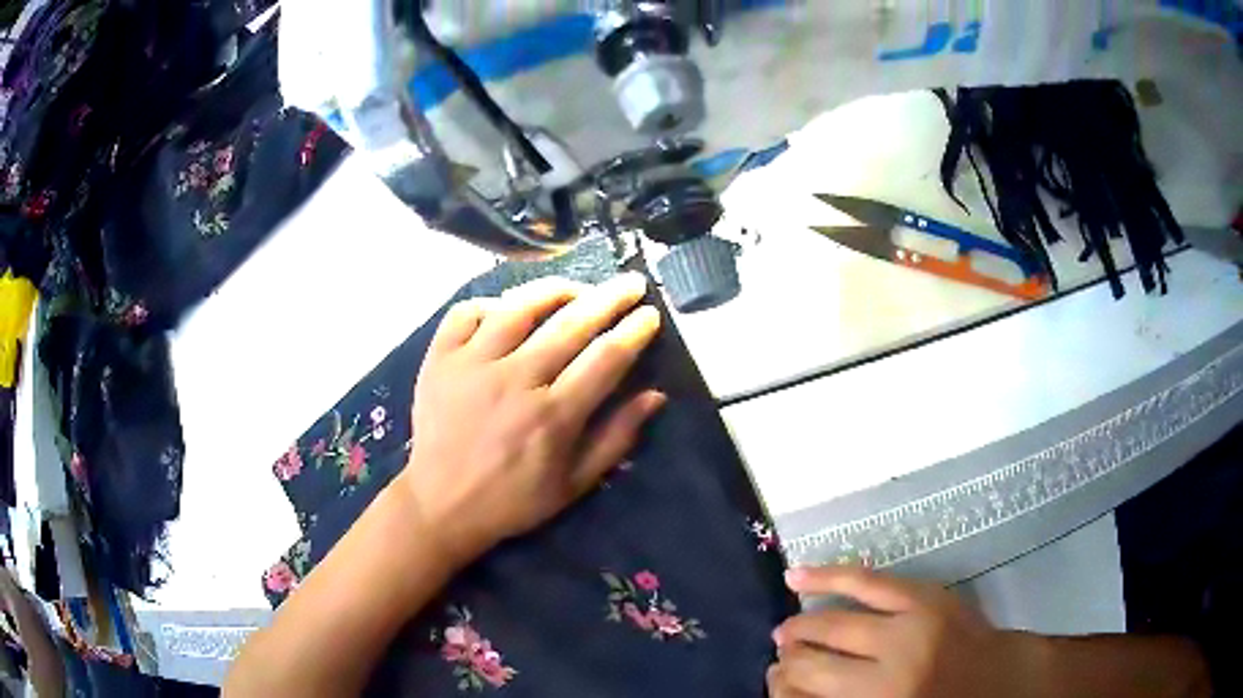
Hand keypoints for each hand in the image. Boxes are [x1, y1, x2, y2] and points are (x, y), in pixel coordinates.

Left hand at [398, 273, 665, 566]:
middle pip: (571, 323)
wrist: (441, 504)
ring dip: (556, 289)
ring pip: (520, 306)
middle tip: (632, 282)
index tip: (651, 313)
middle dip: (610, 297)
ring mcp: (472, 365)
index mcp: (554, 416)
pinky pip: (467, 312)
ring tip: (577, 287)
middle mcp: (515, 381)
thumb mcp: (574, 484)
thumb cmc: (512, 499)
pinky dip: (492, 302)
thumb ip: (616, 438)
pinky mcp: (441, 359)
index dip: (634, 330)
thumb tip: (655, 395)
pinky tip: (510, 308)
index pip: (606, 357)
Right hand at [768, 566, 1037, 697]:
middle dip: (788, 662)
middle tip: (780, 660)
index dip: (782, 691)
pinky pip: (866, 582)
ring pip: (832, 625)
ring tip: (785, 630)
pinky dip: (828, 577)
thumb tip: (790, 691)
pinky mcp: (922, 598)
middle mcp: (885, 675)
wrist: (998, 679)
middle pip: (812, 666)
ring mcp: (905, 630)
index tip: (778, 686)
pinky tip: (795, 578)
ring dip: (800, 627)